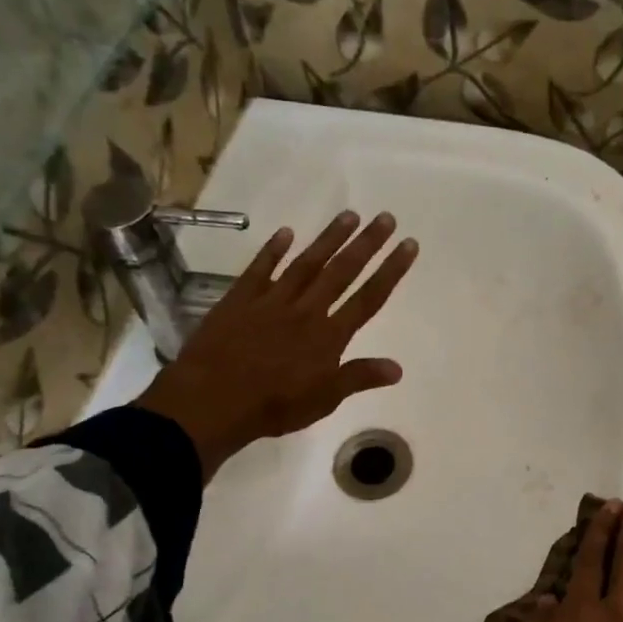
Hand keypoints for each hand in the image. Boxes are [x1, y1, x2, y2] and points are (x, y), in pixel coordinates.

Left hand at [136, 210, 417, 479]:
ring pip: (306, 263)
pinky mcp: (240, 299)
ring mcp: (271, 301)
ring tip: (349, 215)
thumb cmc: (274, 407)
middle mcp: (306, 310)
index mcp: (329, 336)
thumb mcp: (324, 400)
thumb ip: (359, 378)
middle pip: (342, 272)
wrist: (213, 400)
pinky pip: (260, 269)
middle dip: (367, 244)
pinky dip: (272, 250)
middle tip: (386, 217)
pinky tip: (286, 233)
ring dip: (329, 239)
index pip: (368, 298)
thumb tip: (398, 368)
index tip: (409, 245)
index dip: (391, 271)